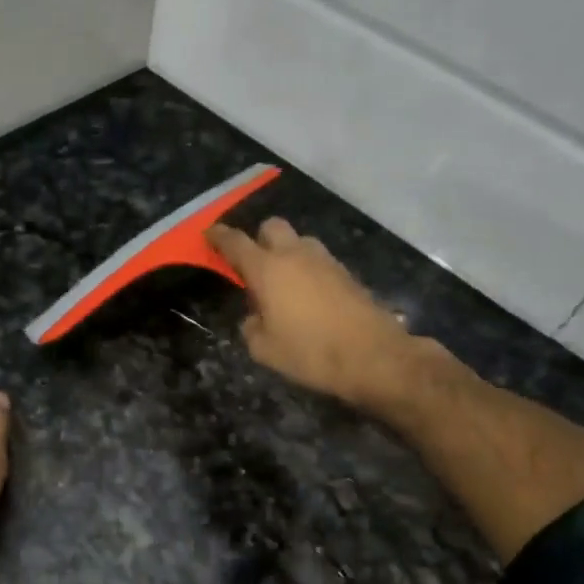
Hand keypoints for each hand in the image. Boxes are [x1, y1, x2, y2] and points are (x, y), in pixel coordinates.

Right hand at [208, 219, 448, 410]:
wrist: (373, 357)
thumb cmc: (310, 353)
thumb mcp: (264, 350)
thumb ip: (251, 327)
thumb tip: (255, 317)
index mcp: (267, 269)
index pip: (236, 242)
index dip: (219, 236)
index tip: (210, 234)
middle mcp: (295, 255)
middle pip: (271, 227)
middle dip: (259, 239)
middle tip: (253, 265)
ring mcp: (325, 260)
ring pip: (299, 241)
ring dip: (287, 253)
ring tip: (284, 283)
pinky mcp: (347, 273)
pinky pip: (318, 260)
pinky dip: (308, 269)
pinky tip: (309, 296)